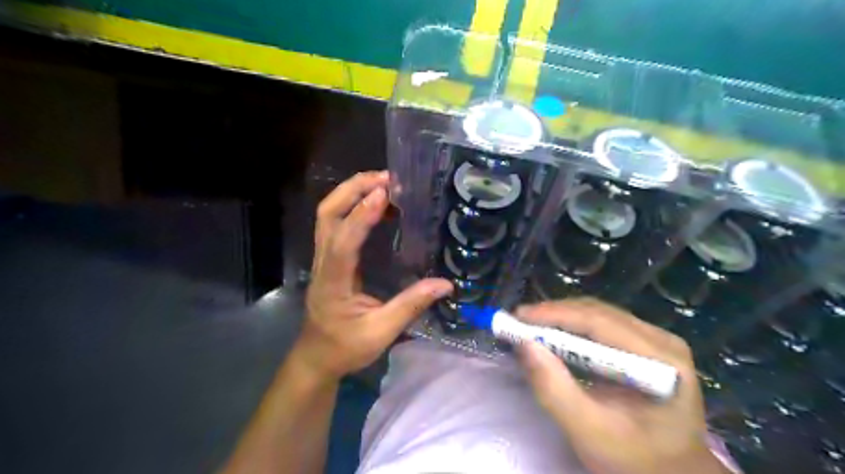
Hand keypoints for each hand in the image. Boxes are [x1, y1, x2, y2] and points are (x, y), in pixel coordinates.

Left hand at [297, 170, 455, 381]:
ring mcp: (323, 258)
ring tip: (384, 185)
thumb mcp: (381, 332)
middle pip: (327, 214)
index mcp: (333, 282)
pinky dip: (354, 207)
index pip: (343, 242)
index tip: (383, 194)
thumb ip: (411, 306)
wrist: (317, 357)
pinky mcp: (329, 258)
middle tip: (386, 179)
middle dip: (353, 189)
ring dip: (352, 193)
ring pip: (328, 215)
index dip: (362, 216)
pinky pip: (336, 224)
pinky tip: (378, 207)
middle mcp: (323, 263)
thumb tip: (445, 285)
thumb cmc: (346, 348)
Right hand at [512, 299, 729, 472]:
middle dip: (553, 314)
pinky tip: (553, 335)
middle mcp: (662, 340)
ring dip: (560, 318)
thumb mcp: (589, 432)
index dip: (555, 314)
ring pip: (598, 315)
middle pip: (598, 313)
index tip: (518, 317)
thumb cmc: (634, 460)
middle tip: (517, 322)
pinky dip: (572, 327)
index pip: (600, 322)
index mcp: (661, 362)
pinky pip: (602, 325)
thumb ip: (554, 389)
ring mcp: (656, 340)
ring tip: (529, 327)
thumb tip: (524, 344)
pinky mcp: (646, 344)